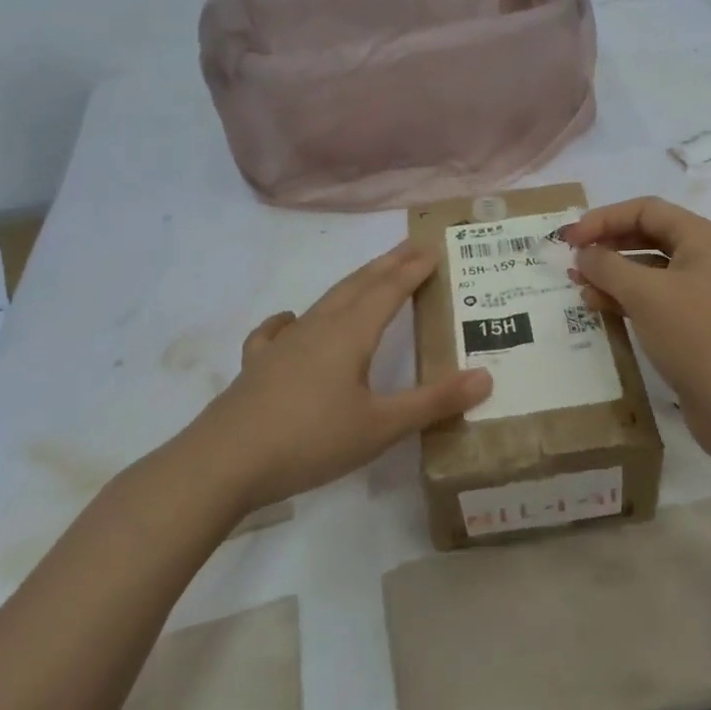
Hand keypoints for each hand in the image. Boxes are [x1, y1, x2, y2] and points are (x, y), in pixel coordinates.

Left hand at [183, 241, 491, 512]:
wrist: (225, 462)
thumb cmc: (310, 440)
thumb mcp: (381, 427)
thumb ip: (433, 402)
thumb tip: (486, 376)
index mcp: (350, 334)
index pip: (388, 291)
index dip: (412, 270)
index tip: (433, 250)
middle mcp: (318, 328)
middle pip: (358, 285)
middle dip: (387, 265)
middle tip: (411, 247)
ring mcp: (283, 344)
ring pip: (324, 302)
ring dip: (351, 285)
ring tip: (368, 277)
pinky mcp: (258, 366)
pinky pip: (278, 331)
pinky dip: (291, 320)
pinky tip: (290, 321)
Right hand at [562, 197, 710, 452]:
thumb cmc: (696, 336)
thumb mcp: (645, 294)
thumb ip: (607, 266)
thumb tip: (584, 253)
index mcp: (703, 238)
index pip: (646, 210)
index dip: (604, 218)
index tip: (570, 238)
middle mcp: (706, 259)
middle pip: (648, 237)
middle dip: (607, 245)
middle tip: (571, 259)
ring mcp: (703, 294)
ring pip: (649, 271)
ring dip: (612, 274)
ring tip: (579, 285)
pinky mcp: (696, 326)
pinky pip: (655, 300)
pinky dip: (627, 300)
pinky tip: (600, 308)